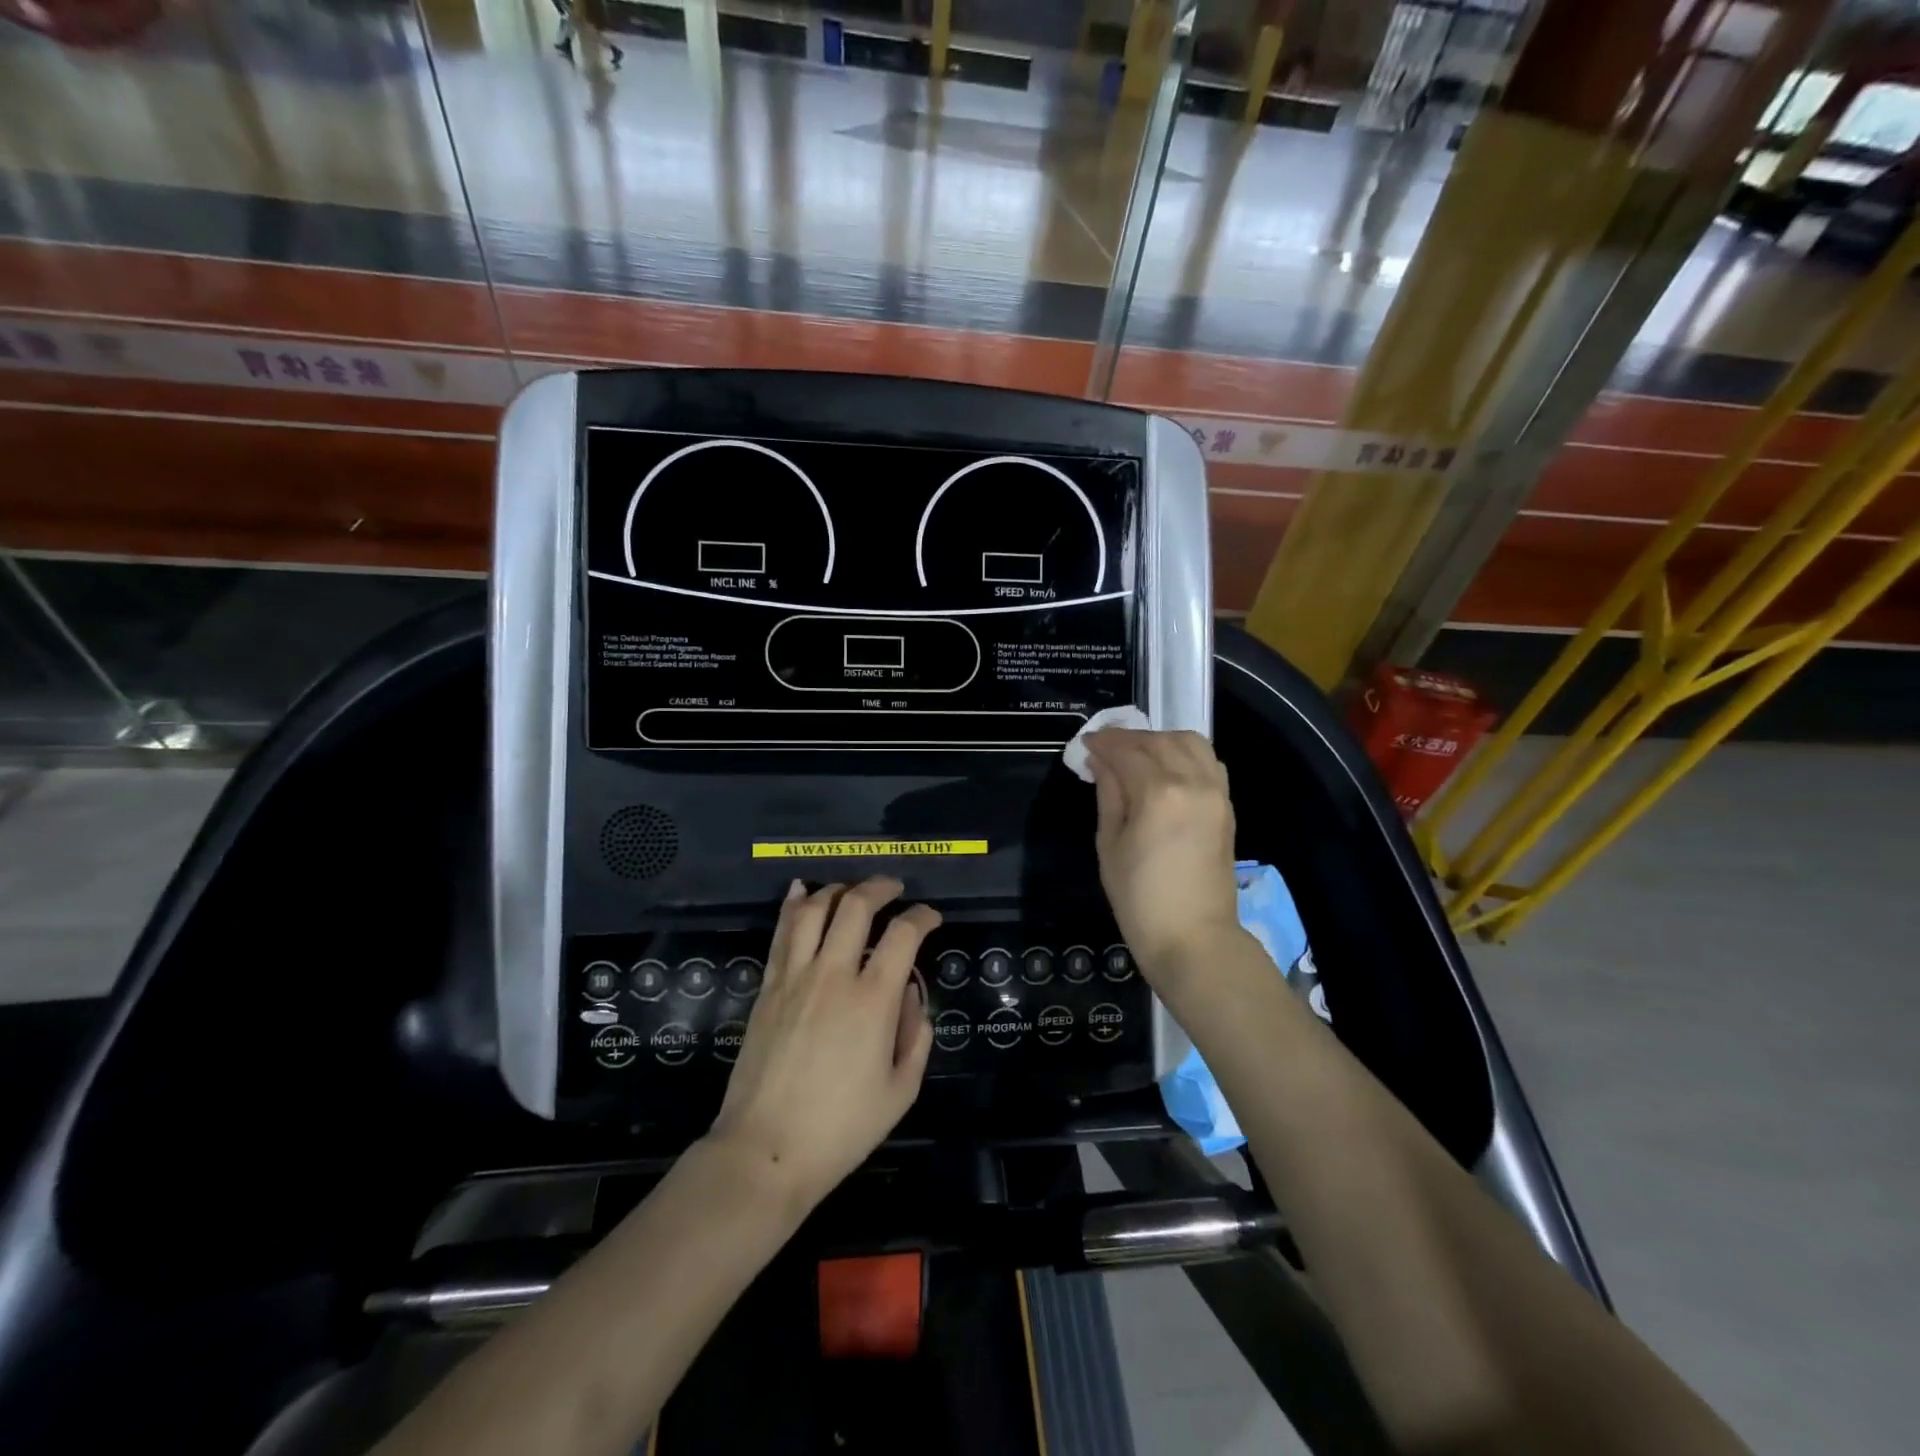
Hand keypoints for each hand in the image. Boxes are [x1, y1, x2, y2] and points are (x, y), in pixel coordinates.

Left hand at [708, 877, 937, 1211]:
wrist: (765, 1150)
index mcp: (873, 1000)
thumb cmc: (841, 1129)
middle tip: (895, 888)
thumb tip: (910, 991)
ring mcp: (795, 977)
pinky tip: (801, 890)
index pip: (903, 934)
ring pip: (814, 910)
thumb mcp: (901, 1092)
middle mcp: (834, 975)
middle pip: (856, 906)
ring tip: (852, 890)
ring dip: (837, 889)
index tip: (931, 918)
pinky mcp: (768, 987)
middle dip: (880, 887)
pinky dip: (793, 905)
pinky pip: (781, 932)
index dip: (923, 917)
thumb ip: (916, 1035)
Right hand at [1084, 728, 1241, 980]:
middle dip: (1128, 738)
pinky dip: (1185, 754)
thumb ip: (1109, 795)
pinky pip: (1208, 762)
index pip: (1127, 752)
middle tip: (1105, 747)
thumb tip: (1101, 761)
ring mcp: (1215, 792)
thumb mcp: (1110, 845)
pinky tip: (1166, 767)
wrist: (1193, 938)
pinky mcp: (1226, 805)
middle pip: (1158, 741)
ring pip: (1190, 742)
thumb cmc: (1139, 899)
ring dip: (1160, 740)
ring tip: (1136, 754)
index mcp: (1158, 793)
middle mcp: (1192, 782)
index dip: (1103, 743)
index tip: (1085, 743)